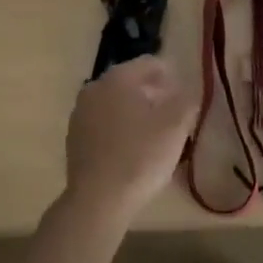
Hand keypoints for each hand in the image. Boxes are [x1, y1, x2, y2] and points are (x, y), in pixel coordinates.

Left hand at [63, 56, 197, 224]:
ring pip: (115, 103)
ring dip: (135, 110)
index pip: (148, 63)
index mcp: (118, 78)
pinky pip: (103, 123)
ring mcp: (80, 113)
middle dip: (153, 92)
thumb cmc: (140, 156)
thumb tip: (188, 91)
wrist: (98, 199)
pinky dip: (119, 128)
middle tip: (173, 112)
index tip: (184, 92)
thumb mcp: (175, 126)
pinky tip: (132, 148)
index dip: (171, 74)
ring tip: (155, 132)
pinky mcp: (74, 137)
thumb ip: (186, 101)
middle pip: (130, 81)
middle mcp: (94, 88)